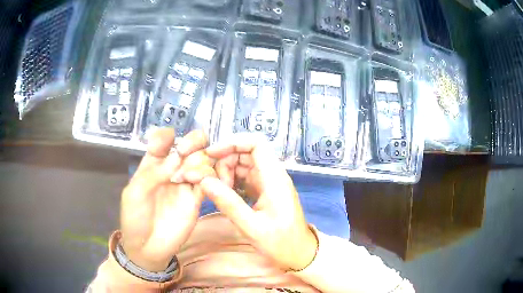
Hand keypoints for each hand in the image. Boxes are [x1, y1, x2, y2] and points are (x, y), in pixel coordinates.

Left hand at [120, 129, 214, 271]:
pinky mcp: (197, 199)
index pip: (163, 141)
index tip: (169, 139)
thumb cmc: (135, 218)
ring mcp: (185, 184)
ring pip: (202, 161)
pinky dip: (209, 176)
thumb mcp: (135, 193)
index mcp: (152, 165)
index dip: (167, 135)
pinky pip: (209, 182)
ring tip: (187, 176)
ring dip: (199, 160)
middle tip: (187, 150)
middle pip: (188, 146)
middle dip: (192, 141)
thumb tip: (177, 157)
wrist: (148, 248)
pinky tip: (200, 182)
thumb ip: (154, 174)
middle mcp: (171, 170)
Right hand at [199, 134, 317, 270]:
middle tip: (213, 183)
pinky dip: (232, 182)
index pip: (256, 144)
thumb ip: (228, 203)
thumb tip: (204, 181)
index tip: (212, 153)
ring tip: (218, 191)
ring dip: (227, 173)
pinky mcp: (264, 192)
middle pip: (246, 153)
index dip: (233, 142)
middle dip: (225, 161)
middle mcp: (272, 176)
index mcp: (274, 178)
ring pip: (243, 165)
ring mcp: (268, 183)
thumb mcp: (252, 227)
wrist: (299, 254)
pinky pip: (244, 178)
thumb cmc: (280, 243)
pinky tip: (224, 194)